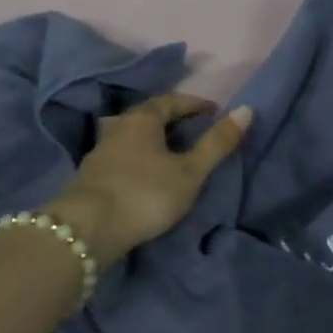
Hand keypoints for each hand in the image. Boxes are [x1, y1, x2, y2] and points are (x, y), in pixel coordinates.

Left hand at [44, 95, 250, 268]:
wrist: (85, 232)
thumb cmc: (144, 194)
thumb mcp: (190, 171)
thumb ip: (217, 143)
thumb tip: (247, 109)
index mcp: (142, 119)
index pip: (172, 100)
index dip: (196, 104)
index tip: (215, 112)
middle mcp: (119, 128)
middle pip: (150, 116)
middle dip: (175, 120)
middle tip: (197, 131)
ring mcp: (100, 153)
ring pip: (134, 137)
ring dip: (156, 141)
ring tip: (175, 154)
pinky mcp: (91, 178)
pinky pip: (124, 157)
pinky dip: (141, 159)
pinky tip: (149, 175)